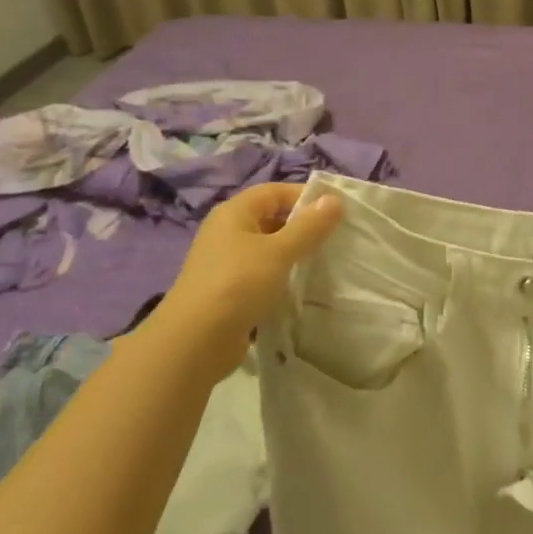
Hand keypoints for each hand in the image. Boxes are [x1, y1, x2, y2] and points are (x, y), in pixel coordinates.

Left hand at [156, 183, 342, 377]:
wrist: (195, 342)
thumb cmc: (238, 284)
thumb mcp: (279, 251)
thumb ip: (309, 226)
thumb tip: (335, 199)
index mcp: (234, 212)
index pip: (275, 192)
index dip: (306, 196)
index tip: (337, 211)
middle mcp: (227, 232)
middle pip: (272, 217)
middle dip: (303, 226)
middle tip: (337, 237)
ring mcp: (227, 262)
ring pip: (269, 248)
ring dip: (294, 253)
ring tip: (326, 261)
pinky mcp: (230, 290)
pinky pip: (262, 273)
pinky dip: (282, 276)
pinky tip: (302, 286)